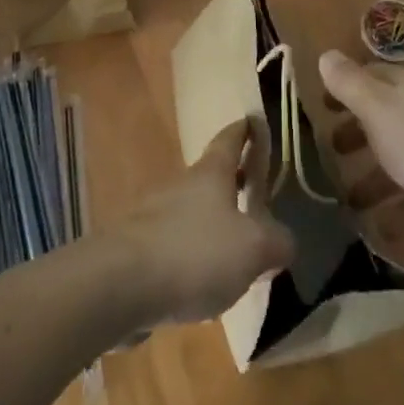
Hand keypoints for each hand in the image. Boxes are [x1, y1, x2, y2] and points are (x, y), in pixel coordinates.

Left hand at [113, 118, 294, 326]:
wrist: (119, 284)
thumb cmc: (193, 252)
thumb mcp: (253, 248)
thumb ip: (276, 242)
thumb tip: (284, 241)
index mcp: (211, 174)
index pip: (230, 139)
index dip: (244, 130)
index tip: (253, 120)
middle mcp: (182, 186)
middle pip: (210, 176)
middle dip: (232, 181)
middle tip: (254, 189)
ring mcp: (155, 216)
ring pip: (191, 211)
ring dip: (211, 221)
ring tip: (234, 246)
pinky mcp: (138, 251)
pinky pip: (174, 245)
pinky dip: (191, 254)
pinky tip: (201, 281)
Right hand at [319, 50, 403, 251]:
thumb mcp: (377, 108)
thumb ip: (350, 83)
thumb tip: (326, 54)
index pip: (370, 74)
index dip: (344, 86)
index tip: (320, 104)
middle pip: (383, 110)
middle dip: (356, 127)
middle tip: (329, 147)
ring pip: (396, 147)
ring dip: (371, 166)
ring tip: (346, 193)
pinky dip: (393, 194)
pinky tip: (377, 219)